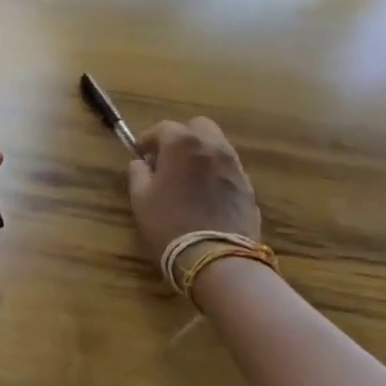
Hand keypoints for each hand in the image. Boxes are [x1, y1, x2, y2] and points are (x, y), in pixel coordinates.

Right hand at [127, 118, 261, 268]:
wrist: (218, 258)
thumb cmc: (170, 224)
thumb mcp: (140, 199)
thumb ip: (138, 173)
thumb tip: (141, 163)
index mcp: (182, 143)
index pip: (163, 128)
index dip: (149, 139)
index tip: (141, 155)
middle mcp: (212, 146)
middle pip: (197, 126)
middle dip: (182, 137)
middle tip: (168, 159)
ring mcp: (234, 165)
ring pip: (217, 145)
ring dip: (201, 153)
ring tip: (188, 177)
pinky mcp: (248, 187)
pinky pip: (229, 168)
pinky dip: (216, 171)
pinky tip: (206, 194)